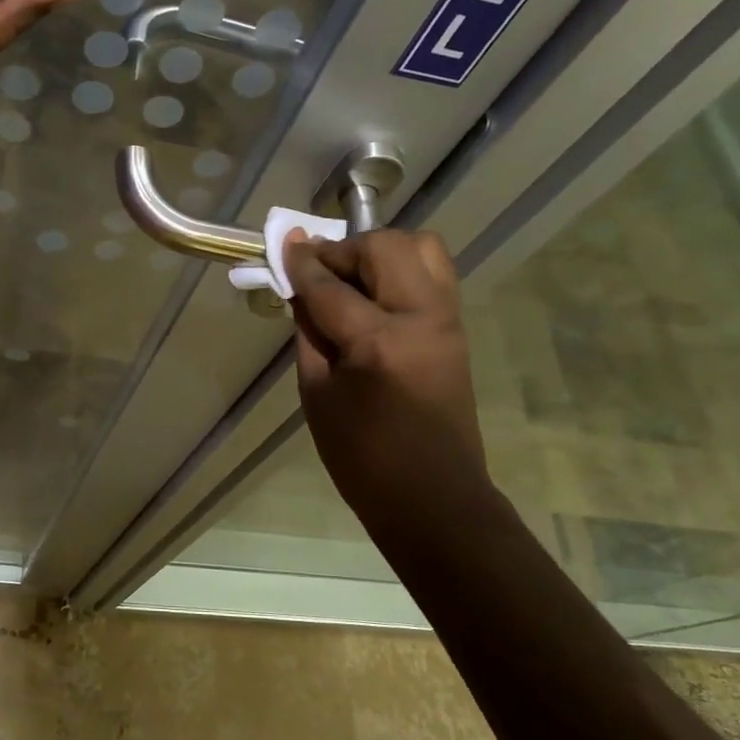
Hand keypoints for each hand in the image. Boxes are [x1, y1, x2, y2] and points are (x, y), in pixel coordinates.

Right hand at [284, 230, 490, 526]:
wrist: (432, 496)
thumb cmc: (362, 457)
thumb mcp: (318, 395)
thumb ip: (310, 333)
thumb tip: (300, 291)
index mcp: (379, 343)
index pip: (330, 286)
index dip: (301, 263)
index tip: (282, 243)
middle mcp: (421, 318)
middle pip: (384, 248)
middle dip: (344, 249)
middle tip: (318, 270)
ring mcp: (447, 320)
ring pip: (420, 247)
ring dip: (379, 250)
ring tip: (351, 276)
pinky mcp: (456, 327)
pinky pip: (432, 272)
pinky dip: (400, 267)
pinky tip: (374, 293)